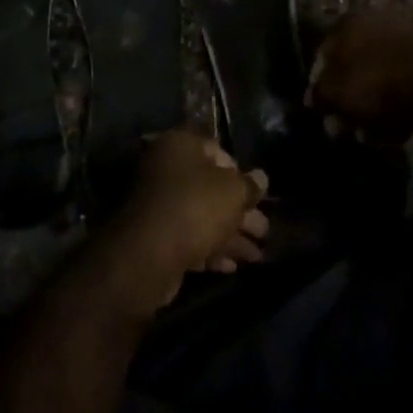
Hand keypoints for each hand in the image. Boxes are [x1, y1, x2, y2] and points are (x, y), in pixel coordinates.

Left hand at [99, 131, 268, 317]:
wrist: (148, 255)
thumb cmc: (195, 207)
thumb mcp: (233, 191)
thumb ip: (250, 185)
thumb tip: (262, 177)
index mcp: (179, 146)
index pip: (216, 151)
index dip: (240, 172)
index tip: (256, 194)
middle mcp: (165, 169)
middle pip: (211, 187)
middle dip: (240, 211)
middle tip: (264, 231)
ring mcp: (158, 204)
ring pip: (202, 215)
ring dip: (231, 235)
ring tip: (257, 256)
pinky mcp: (155, 236)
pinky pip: (189, 237)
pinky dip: (211, 249)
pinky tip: (232, 266)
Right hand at [306, 9, 412, 141]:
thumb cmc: (372, 82)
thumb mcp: (332, 92)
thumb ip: (317, 95)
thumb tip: (312, 99)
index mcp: (349, 22)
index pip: (323, 53)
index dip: (318, 84)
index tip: (320, 109)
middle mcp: (377, 23)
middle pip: (353, 67)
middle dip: (347, 99)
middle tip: (345, 126)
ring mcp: (407, 40)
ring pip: (378, 78)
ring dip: (371, 107)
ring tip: (370, 134)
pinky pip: (402, 86)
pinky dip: (396, 106)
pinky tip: (394, 130)